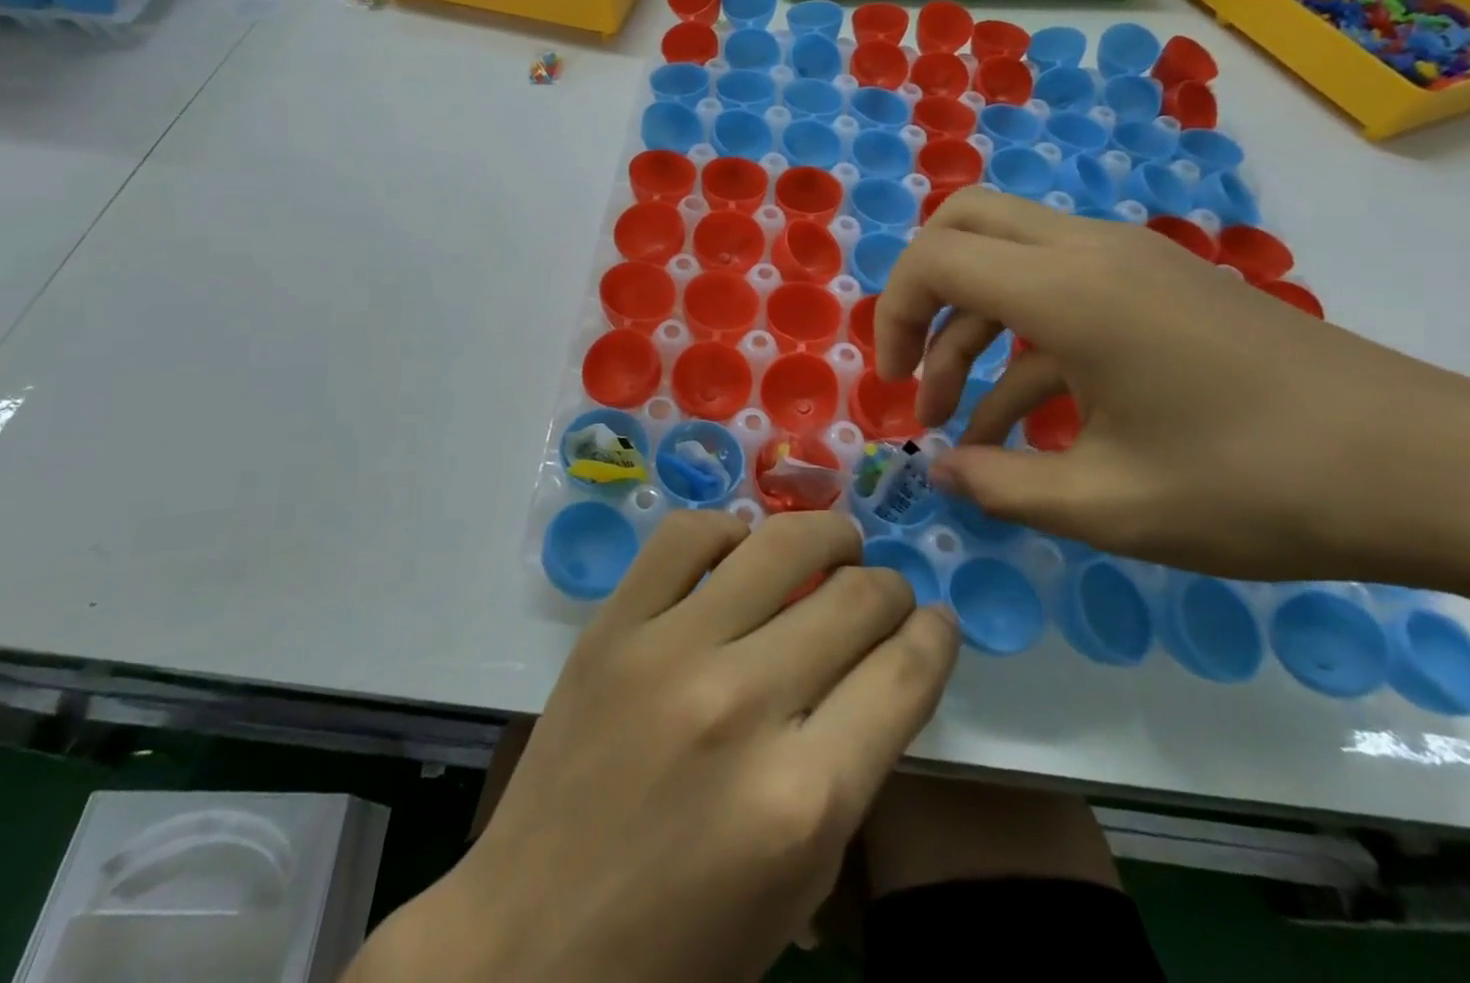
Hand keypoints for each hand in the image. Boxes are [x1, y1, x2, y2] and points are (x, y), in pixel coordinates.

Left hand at [357, 510, 958, 982]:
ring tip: (836, 543)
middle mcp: (743, 706)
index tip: (937, 621)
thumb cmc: (681, 942)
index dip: (935, 636)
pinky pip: (686, 535)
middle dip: (889, 588)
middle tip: (885, 591)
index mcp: (804, 799)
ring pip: (779, 544)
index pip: (905, 674)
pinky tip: (741, 546)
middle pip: (855, 599)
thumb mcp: (800, 880)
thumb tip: (888, 661)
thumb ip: (853, 764)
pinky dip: (729, 528)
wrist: (532, 943)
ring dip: (826, 534)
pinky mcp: (613, 625)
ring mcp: (669, 651)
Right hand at [875, 187, 1469, 581]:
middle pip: (963, 224)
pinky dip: (1020, 342)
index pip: (934, 258)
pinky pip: (1057, 289)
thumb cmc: (1255, 484)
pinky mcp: (1155, 284)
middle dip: (920, 293)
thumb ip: (999, 485)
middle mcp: (1088, 250)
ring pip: (1006, 258)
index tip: (894, 386)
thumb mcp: (1107, 505)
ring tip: (957, 419)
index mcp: (1066, 290)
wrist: (1425, 467)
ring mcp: (1126, 260)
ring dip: (969, 327)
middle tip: (915, 367)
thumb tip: (938, 472)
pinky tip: (1019, 425)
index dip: (894, 315)